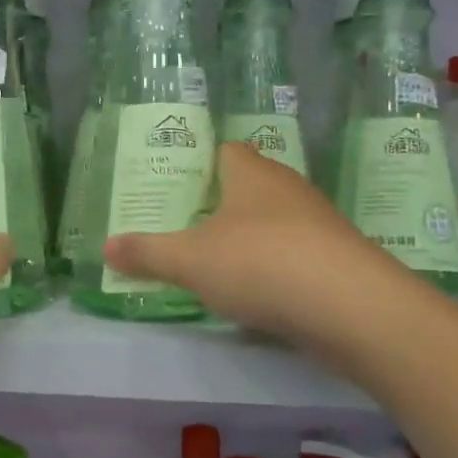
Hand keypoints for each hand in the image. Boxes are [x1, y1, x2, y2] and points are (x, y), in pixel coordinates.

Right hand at [103, 142, 402, 349]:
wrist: (351, 307)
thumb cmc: (260, 262)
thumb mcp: (190, 260)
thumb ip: (147, 253)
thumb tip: (106, 247)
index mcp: (251, 172)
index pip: (225, 150)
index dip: (201, 164)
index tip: (177, 188)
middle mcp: (287, 186)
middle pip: (250, 185)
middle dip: (222, 203)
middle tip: (187, 226)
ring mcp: (319, 222)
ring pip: (276, 220)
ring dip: (251, 237)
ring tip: (218, 262)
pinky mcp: (338, 258)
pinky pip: (297, 253)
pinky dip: (278, 267)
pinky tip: (260, 293)